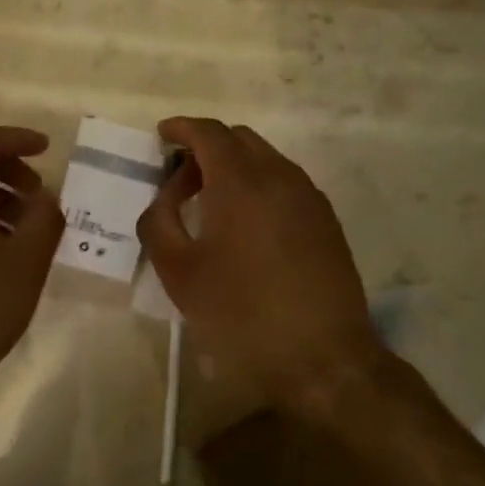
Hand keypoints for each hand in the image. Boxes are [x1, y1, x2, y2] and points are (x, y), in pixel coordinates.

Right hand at [138, 117, 385, 421]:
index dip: (181, 127)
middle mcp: (279, 175)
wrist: (322, 358)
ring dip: (234, 166)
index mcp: (240, 180)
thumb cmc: (240, 313)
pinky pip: (285, 182)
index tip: (161, 135)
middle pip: (238, 139)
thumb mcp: (178, 271)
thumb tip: (165, 195)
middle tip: (180, 179)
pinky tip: (246, 224)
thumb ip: (159, 221)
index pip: (208, 132)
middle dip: (206, 146)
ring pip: (265, 158)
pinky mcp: (325, 219)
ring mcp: (308, 196)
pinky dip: (258, 184)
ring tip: (211, 203)